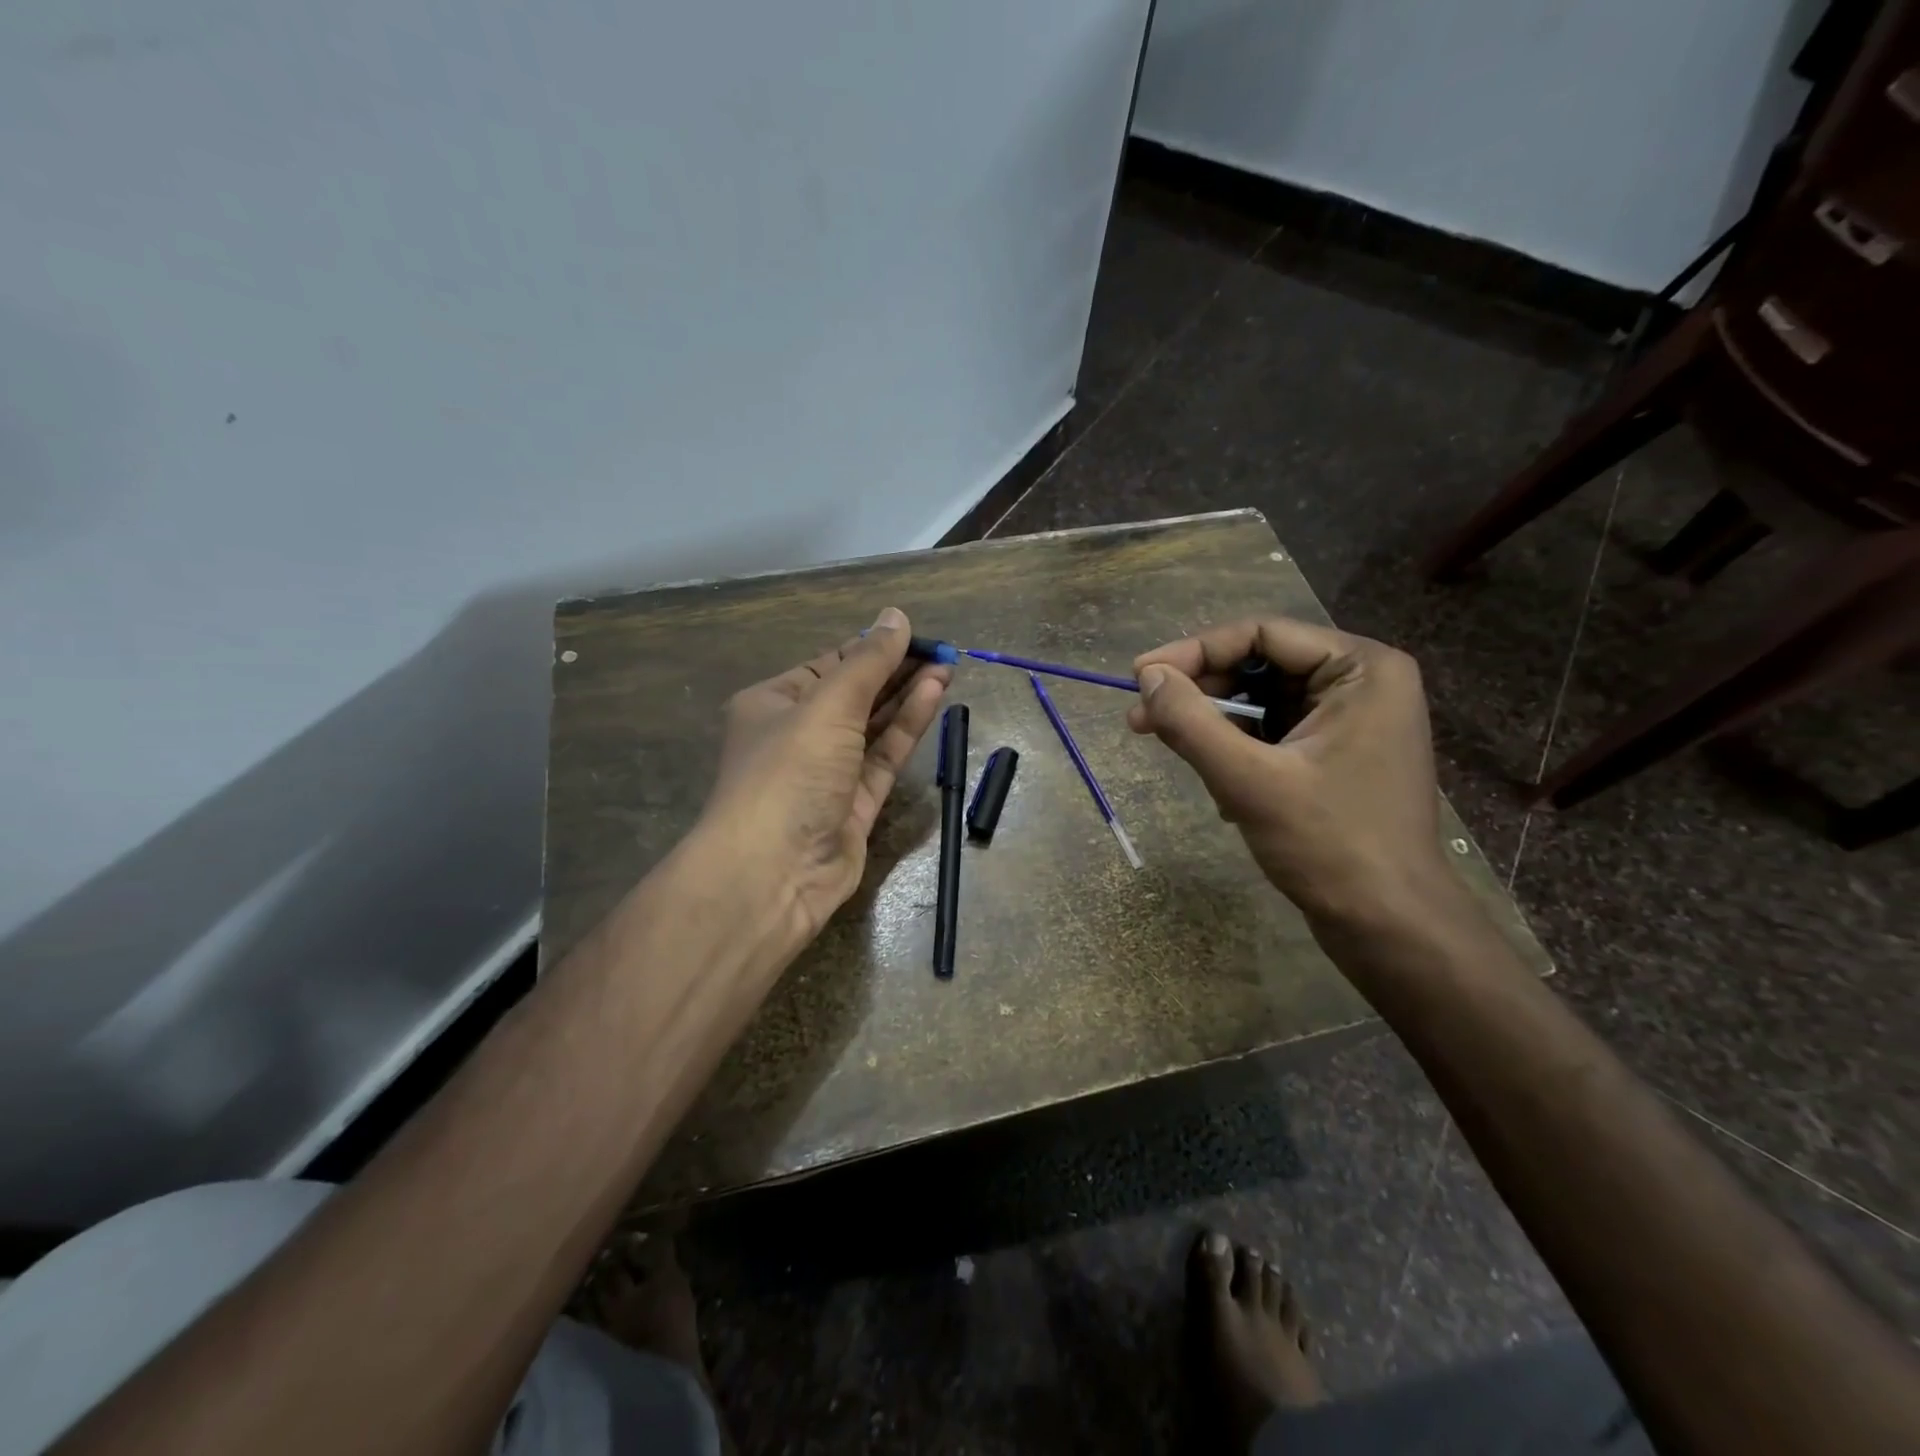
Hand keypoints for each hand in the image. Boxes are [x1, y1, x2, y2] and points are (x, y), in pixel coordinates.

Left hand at [700, 607, 950, 946]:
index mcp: (774, 703)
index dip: (872, 647)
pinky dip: (908, 728)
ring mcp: (829, 773)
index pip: (829, 665)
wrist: (773, 872)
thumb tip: (895, 616)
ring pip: (874, 726)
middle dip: (896, 671)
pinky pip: (885, 757)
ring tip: (947, 667)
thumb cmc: (789, 772)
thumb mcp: (828, 704)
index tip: (914, 633)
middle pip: (855, 695)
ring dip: (908, 696)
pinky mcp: (856, 805)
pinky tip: (934, 697)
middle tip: (942, 651)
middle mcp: (799, 735)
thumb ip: (868, 662)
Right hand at [1127, 617, 1456, 927]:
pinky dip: (1238, 751)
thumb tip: (1147, 677)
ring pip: (1261, 702)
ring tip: (1176, 755)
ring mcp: (1352, 721)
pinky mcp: (1338, 755)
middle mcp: (1362, 683)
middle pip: (1260, 666)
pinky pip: (1273, 733)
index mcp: (1361, 668)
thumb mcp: (1248, 780)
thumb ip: (1191, 722)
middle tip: (1141, 719)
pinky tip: (1222, 788)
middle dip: (1199, 693)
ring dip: (1214, 726)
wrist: (1389, 927)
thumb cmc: (1329, 846)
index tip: (1139, 676)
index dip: (1194, 652)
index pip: (1261, 634)